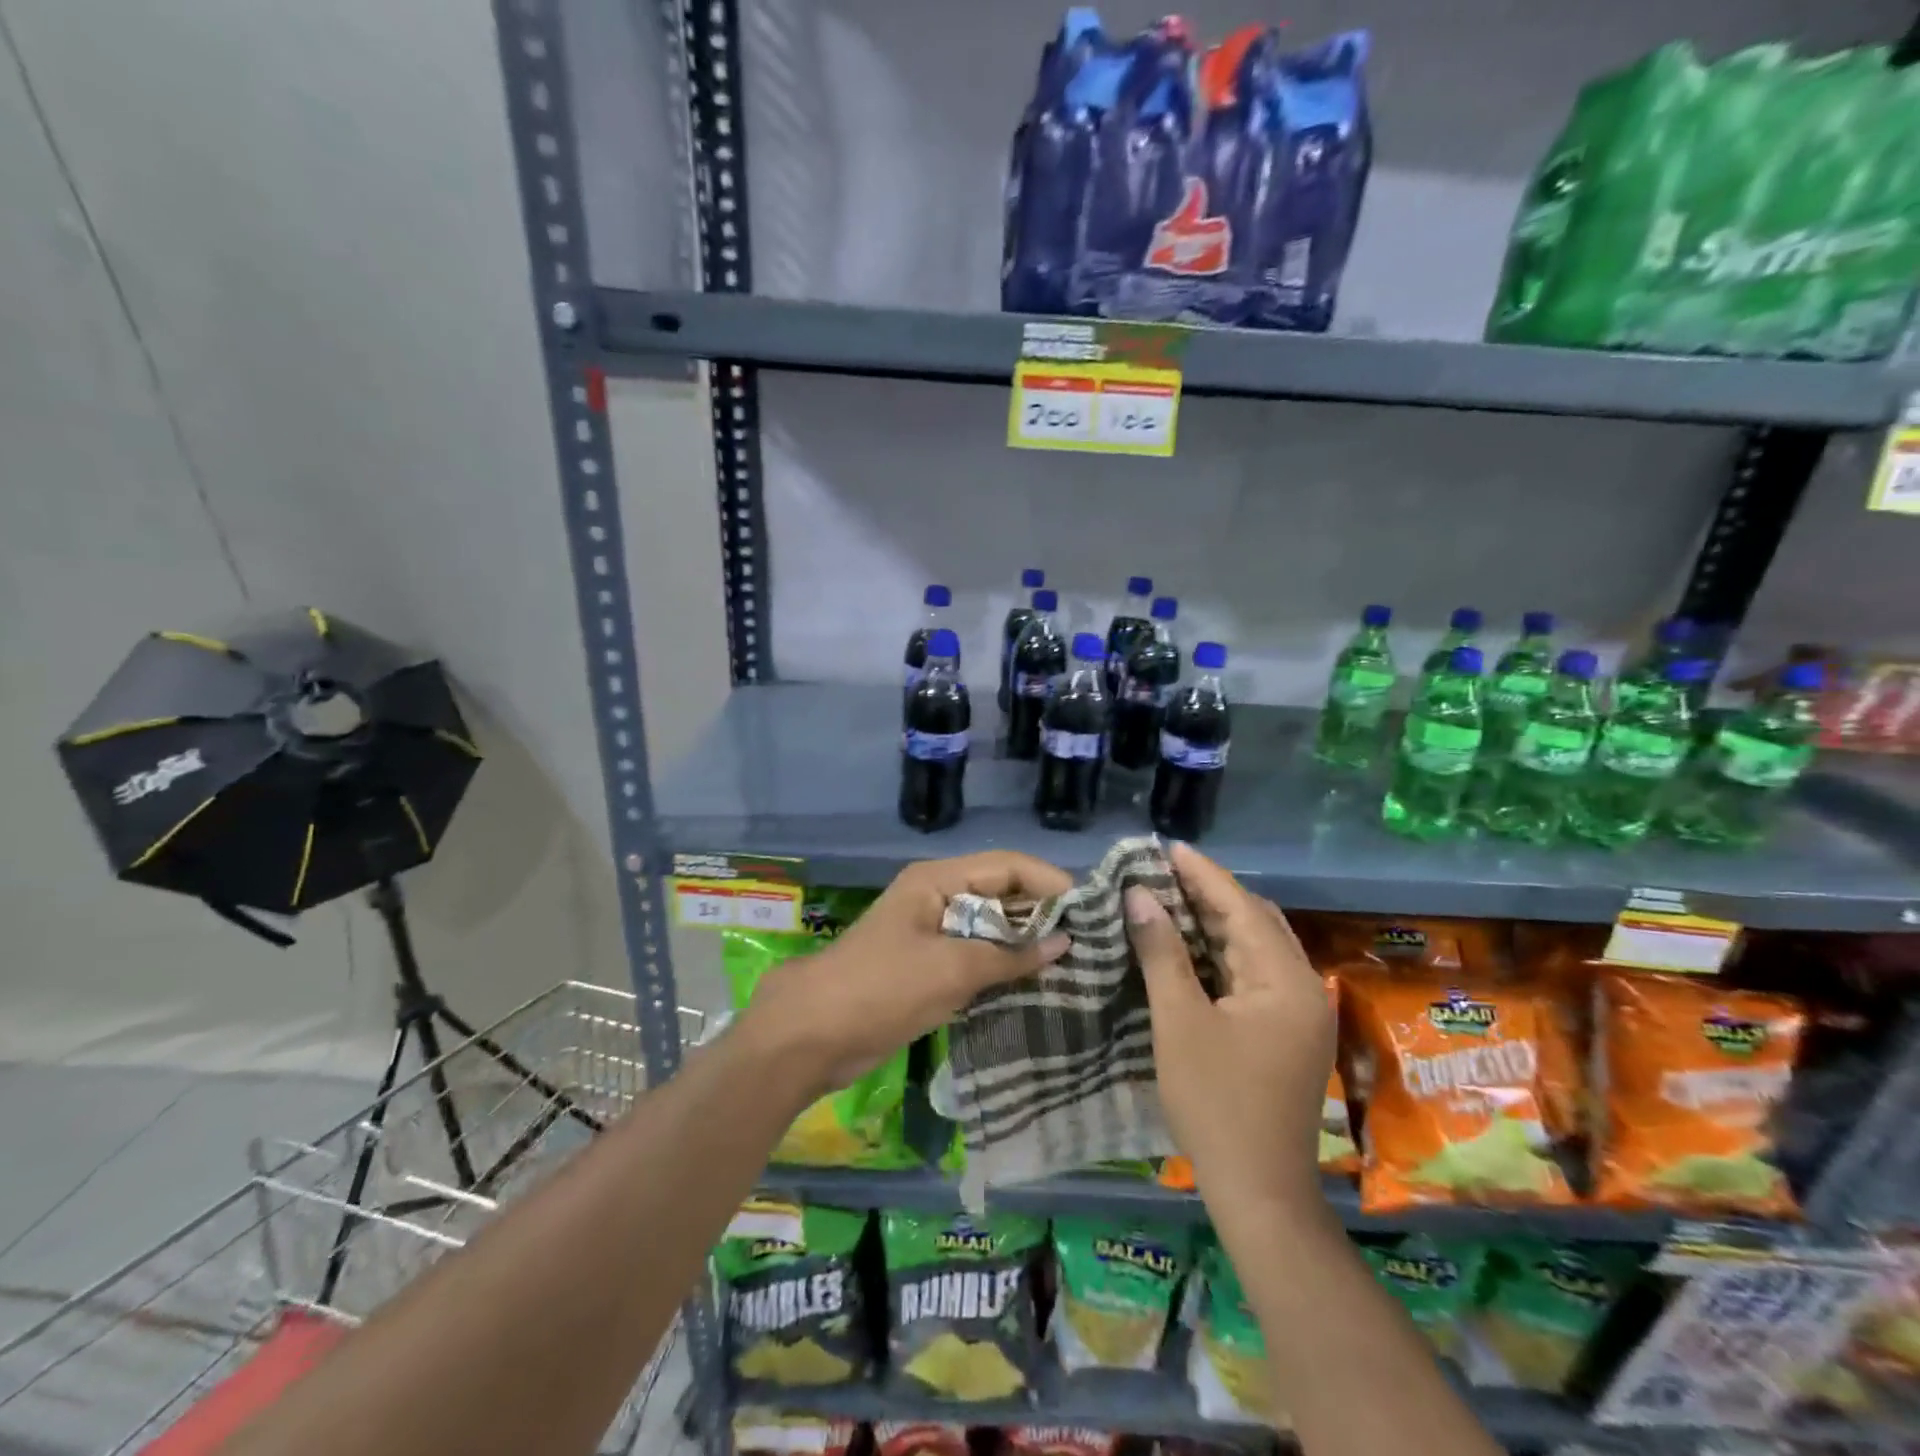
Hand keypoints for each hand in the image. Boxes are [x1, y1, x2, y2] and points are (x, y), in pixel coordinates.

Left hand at [737, 852, 1072, 1099]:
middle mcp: (937, 896)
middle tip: (1089, 945)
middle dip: (1042, 914)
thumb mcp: (951, 970)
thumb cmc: (882, 989)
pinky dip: (1002, 966)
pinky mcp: (926, 964)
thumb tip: (1065, 943)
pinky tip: (1033, 985)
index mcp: (938, 880)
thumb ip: (1010, 955)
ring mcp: (931, 931)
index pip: (1009, 866)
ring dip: (1025, 943)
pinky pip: (975, 955)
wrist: (810, 1035)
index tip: (1090, 914)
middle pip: (1001, 892)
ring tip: (1072, 966)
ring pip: (990, 926)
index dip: (1050, 883)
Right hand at [1126, 842, 1331, 1209]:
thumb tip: (1139, 895)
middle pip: (1255, 922)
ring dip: (1216, 923)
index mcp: (1286, 981)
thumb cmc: (1216, 1101)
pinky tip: (1191, 947)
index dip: (1203, 874)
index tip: (1168, 847)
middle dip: (1210, 894)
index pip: (1242, 908)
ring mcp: (1300, 1013)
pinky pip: (1255, 975)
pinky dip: (1222, 954)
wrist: (1258, 1191)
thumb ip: (1162, 952)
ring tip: (1170, 899)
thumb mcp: (1179, 1020)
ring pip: (1256, 948)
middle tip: (1163, 872)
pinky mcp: (1288, 1033)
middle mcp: (1303, 988)